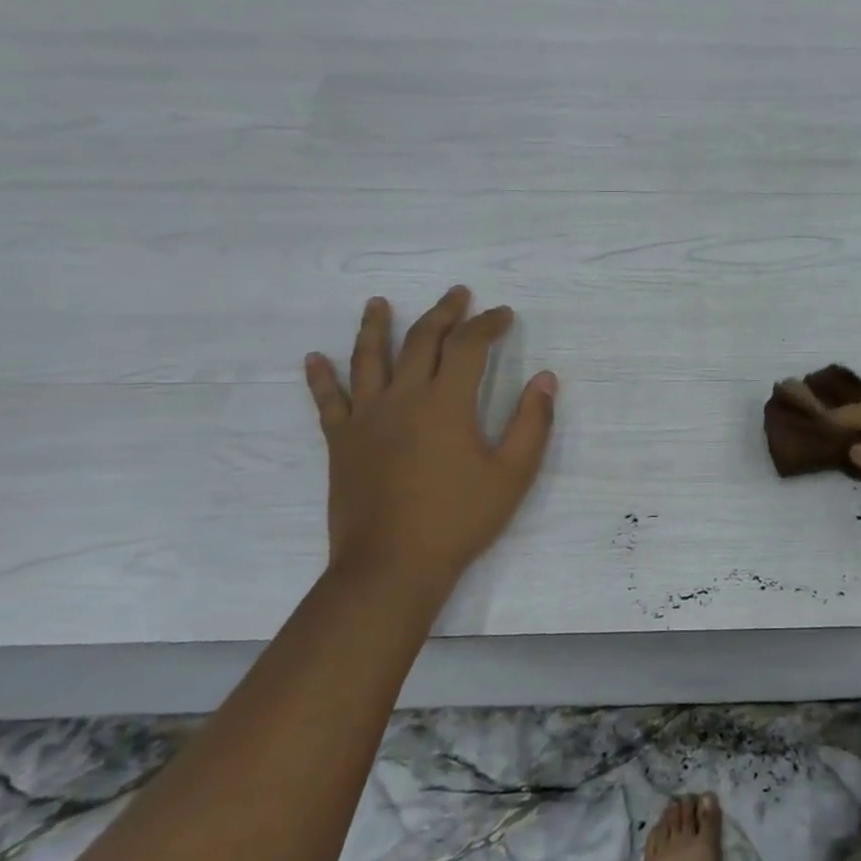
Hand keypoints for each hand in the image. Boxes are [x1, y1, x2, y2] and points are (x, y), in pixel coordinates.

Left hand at [304, 288, 555, 600]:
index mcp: (447, 403)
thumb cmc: (459, 519)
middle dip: (443, 313)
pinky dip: (322, 378)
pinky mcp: (342, 442)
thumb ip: (533, 423)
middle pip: (422, 341)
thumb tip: (546, 379)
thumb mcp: (513, 474)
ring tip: (377, 302)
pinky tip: (314, 358)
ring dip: (375, 326)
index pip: (469, 346)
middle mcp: (403, 398)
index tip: (503, 314)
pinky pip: (328, 401)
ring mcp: (367, 418)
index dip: (488, 324)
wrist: (391, 565)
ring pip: (369, 359)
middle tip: (458, 294)